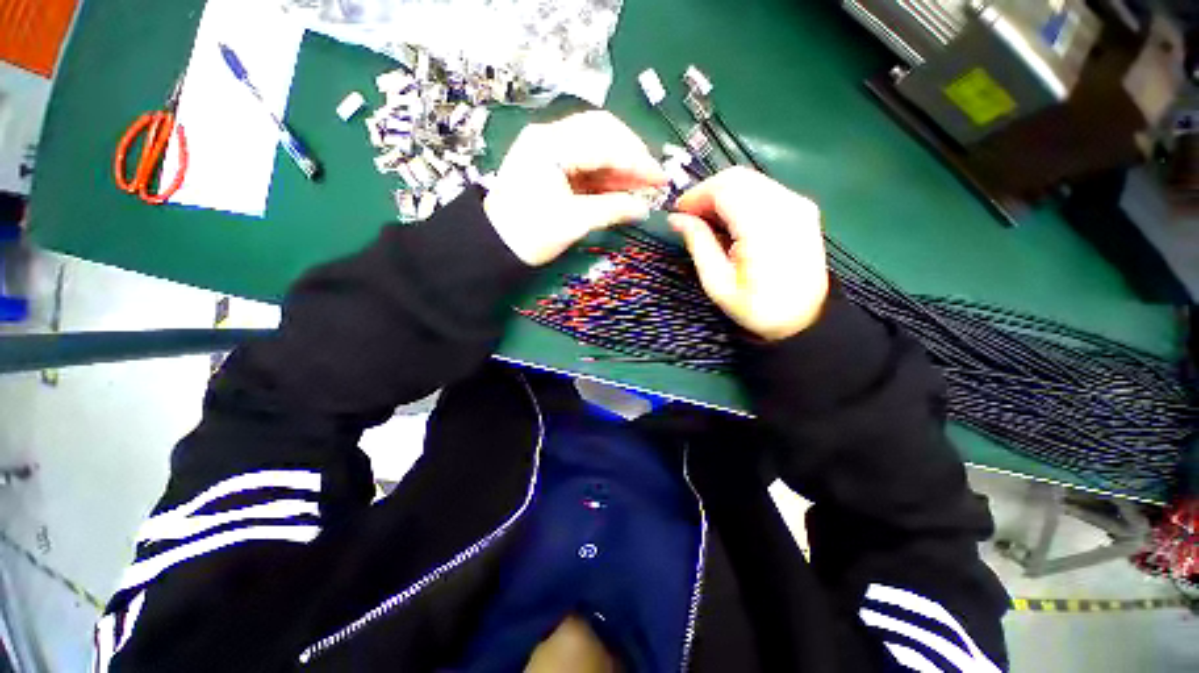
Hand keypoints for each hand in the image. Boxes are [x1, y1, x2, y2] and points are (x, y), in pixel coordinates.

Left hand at [484, 111, 666, 265]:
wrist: (494, 246)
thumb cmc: (530, 235)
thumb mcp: (574, 222)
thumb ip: (612, 210)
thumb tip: (644, 208)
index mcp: (550, 145)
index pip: (605, 141)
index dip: (637, 160)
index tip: (660, 179)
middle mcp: (549, 136)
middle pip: (601, 132)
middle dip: (631, 155)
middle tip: (652, 179)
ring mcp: (548, 148)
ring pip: (595, 145)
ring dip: (620, 165)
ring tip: (641, 187)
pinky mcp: (550, 164)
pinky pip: (585, 161)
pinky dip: (605, 174)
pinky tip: (621, 188)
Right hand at [669, 167, 828, 341]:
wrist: (805, 318)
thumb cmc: (756, 308)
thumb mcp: (718, 284)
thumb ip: (698, 244)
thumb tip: (676, 218)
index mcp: (763, 227)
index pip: (724, 188)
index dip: (696, 195)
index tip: (677, 212)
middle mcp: (785, 205)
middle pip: (737, 177)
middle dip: (707, 192)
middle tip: (689, 216)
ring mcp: (798, 204)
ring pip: (750, 179)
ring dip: (722, 194)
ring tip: (707, 219)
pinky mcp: (802, 208)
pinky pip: (763, 189)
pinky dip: (740, 198)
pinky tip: (730, 220)